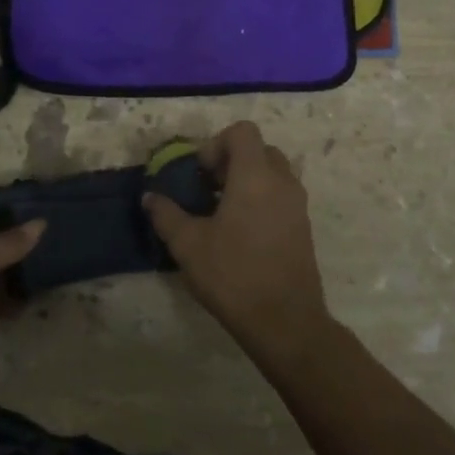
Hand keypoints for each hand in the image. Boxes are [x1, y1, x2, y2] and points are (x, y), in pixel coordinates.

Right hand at [143, 121, 331, 359]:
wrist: (286, 322)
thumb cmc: (233, 275)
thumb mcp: (188, 245)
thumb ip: (166, 214)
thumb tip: (150, 197)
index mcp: (255, 176)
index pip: (242, 131)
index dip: (217, 143)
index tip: (200, 173)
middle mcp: (282, 182)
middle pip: (259, 149)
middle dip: (232, 161)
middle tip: (209, 189)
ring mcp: (298, 205)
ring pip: (273, 173)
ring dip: (248, 181)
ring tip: (223, 212)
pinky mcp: (304, 227)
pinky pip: (282, 196)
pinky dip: (262, 200)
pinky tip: (241, 233)